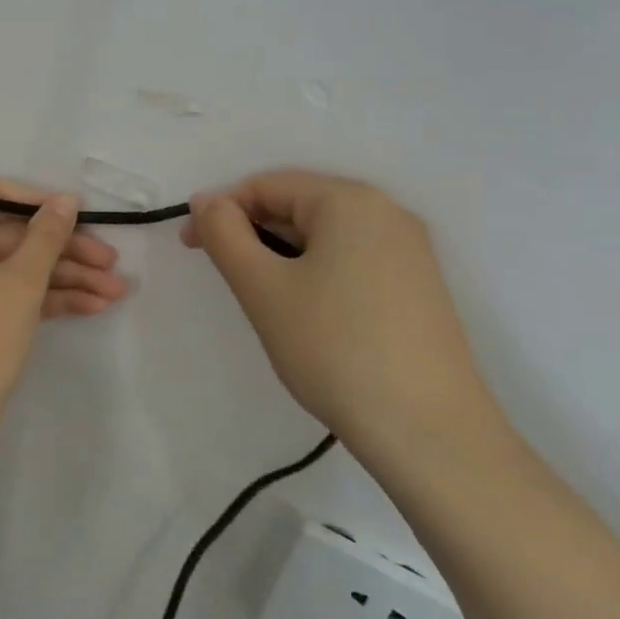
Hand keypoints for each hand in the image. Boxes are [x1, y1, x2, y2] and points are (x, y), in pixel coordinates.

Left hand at [0, 181, 130, 449]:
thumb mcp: (20, 280)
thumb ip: (47, 236)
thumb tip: (65, 200)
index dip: (38, 201)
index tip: (78, 214)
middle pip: (20, 236)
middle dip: (68, 248)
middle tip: (113, 261)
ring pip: (27, 270)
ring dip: (71, 277)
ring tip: (118, 290)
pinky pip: (25, 298)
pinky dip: (56, 300)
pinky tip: (96, 306)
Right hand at [182, 170, 505, 468]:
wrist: (429, 433)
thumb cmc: (334, 348)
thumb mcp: (263, 288)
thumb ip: (225, 234)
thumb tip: (206, 201)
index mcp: (350, 200)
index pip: (267, 185)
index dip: (221, 210)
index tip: (190, 247)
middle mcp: (387, 212)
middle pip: (299, 205)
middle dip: (251, 232)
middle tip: (222, 275)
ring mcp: (409, 251)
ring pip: (324, 236)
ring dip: (281, 255)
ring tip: (261, 298)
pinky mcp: (418, 287)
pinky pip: (351, 260)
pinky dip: (315, 272)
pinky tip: (306, 312)